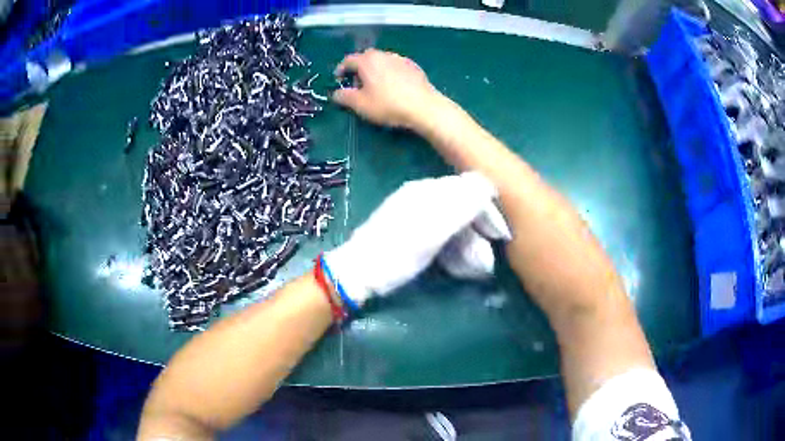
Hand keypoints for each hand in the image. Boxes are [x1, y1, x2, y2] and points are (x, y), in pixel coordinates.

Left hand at [324, 172, 510, 306]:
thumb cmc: (395, 255)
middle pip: (462, 201)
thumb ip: (460, 208)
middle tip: (487, 252)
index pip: (470, 188)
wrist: (358, 272)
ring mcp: (414, 209)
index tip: (500, 236)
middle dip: (479, 225)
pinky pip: (441, 225)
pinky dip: (454, 240)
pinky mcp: (409, 225)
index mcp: (426, 191)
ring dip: (468, 236)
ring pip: (453, 215)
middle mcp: (421, 194)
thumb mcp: (430, 234)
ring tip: (473, 260)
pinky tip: (454, 256)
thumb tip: (488, 186)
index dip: (488, 211)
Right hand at [332, 49, 443, 128]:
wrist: (424, 106)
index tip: (338, 79)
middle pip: (366, 57)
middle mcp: (383, 54)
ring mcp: (400, 59)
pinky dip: (389, 72)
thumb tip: (336, 93)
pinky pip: (395, 66)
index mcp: (367, 61)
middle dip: (358, 68)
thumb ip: (344, 97)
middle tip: (357, 83)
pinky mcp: (413, 66)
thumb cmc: (388, 104)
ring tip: (375, 85)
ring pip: (381, 60)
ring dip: (375, 69)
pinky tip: (393, 86)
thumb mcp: (360, 105)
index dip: (340, 70)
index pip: (348, 60)